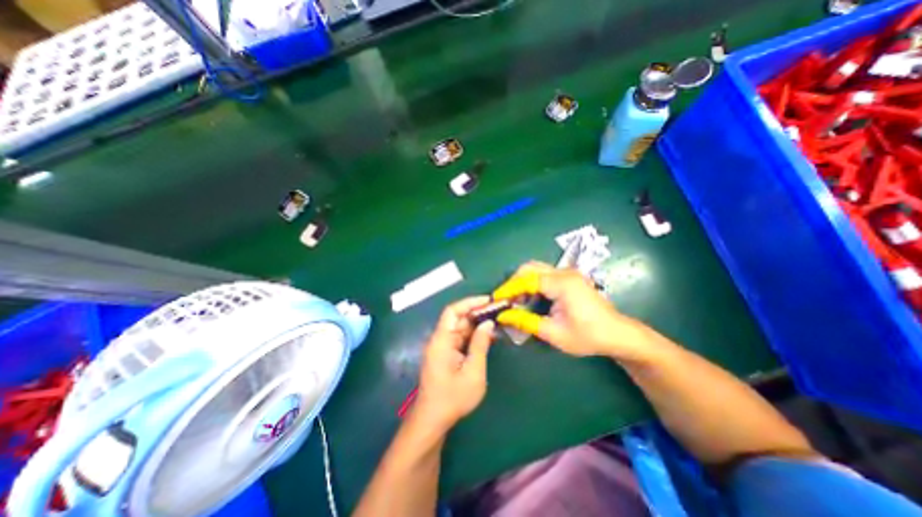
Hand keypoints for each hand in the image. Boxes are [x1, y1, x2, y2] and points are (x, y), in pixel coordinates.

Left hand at [415, 297, 493, 428]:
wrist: (433, 419)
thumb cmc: (453, 398)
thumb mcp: (473, 371)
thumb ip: (480, 345)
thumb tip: (488, 323)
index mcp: (442, 340)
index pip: (453, 311)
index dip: (470, 302)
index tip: (488, 301)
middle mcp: (440, 339)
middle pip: (457, 318)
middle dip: (477, 312)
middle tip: (498, 311)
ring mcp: (442, 346)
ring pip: (460, 327)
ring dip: (476, 324)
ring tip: (496, 321)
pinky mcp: (445, 354)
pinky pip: (460, 338)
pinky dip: (473, 335)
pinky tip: (487, 336)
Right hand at [497, 263, 653, 359]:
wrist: (618, 334)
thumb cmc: (588, 336)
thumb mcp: (554, 333)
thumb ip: (526, 322)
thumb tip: (504, 316)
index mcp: (562, 284)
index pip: (527, 279)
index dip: (509, 289)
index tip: (497, 299)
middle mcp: (564, 273)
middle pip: (530, 268)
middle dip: (514, 282)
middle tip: (506, 300)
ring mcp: (568, 273)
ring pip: (536, 269)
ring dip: (523, 282)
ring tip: (517, 301)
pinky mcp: (570, 278)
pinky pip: (544, 275)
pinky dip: (533, 284)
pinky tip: (531, 299)